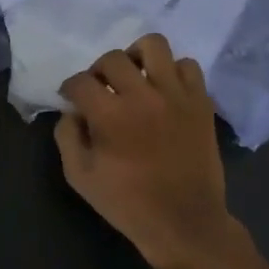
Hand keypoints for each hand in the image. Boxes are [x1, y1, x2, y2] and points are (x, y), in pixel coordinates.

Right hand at [54, 33, 244, 268]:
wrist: (184, 222)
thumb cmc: (128, 204)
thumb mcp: (80, 177)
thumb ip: (67, 137)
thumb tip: (71, 112)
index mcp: (110, 116)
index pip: (80, 82)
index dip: (69, 88)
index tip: (71, 98)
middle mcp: (143, 96)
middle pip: (113, 58)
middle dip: (98, 71)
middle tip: (100, 90)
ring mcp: (176, 95)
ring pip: (154, 46)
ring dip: (137, 57)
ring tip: (135, 77)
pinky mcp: (200, 102)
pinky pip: (188, 66)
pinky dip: (172, 71)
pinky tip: (164, 90)